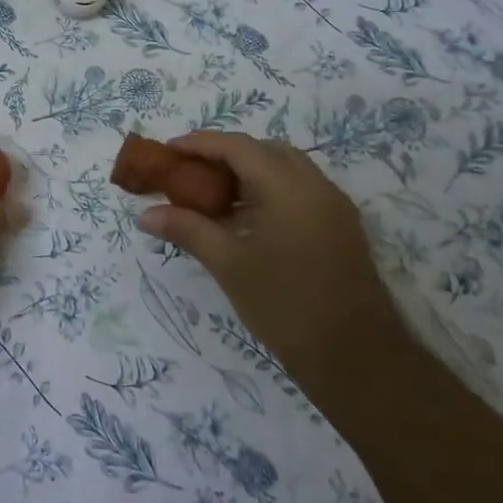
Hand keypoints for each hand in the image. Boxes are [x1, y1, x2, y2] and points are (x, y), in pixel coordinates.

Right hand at [136, 132, 398, 391]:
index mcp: (289, 187)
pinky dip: (267, 191)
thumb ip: (187, 230)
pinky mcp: (340, 228)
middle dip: (225, 154)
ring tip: (211, 195)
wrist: (357, 359)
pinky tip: (243, 219)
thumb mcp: (229, 265)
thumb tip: (145, 215)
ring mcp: (333, 207)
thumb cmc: (286, 305)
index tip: (168, 151)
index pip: (238, 146)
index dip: (200, 143)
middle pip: (264, 150)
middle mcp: (316, 186)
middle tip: (189, 171)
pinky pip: (298, 191)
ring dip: (247, 173)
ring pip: (284, 170)